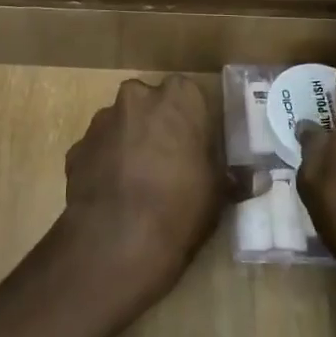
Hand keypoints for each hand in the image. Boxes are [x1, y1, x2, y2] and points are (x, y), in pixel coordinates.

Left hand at [58, 76, 227, 312]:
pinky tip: (114, 195)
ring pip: (120, 124)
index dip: (190, 119)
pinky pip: (97, 151)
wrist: (117, 242)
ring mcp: (101, 122)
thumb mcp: (218, 194)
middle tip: (168, 161)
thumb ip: (234, 178)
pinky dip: (104, 165)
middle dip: (155, 124)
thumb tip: (259, 179)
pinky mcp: (76, 149)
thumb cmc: (180, 208)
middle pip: (149, 103)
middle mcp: (136, 98)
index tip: (194, 145)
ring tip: (138, 182)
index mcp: (177, 98)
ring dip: (127, 143)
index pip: (187, 94)